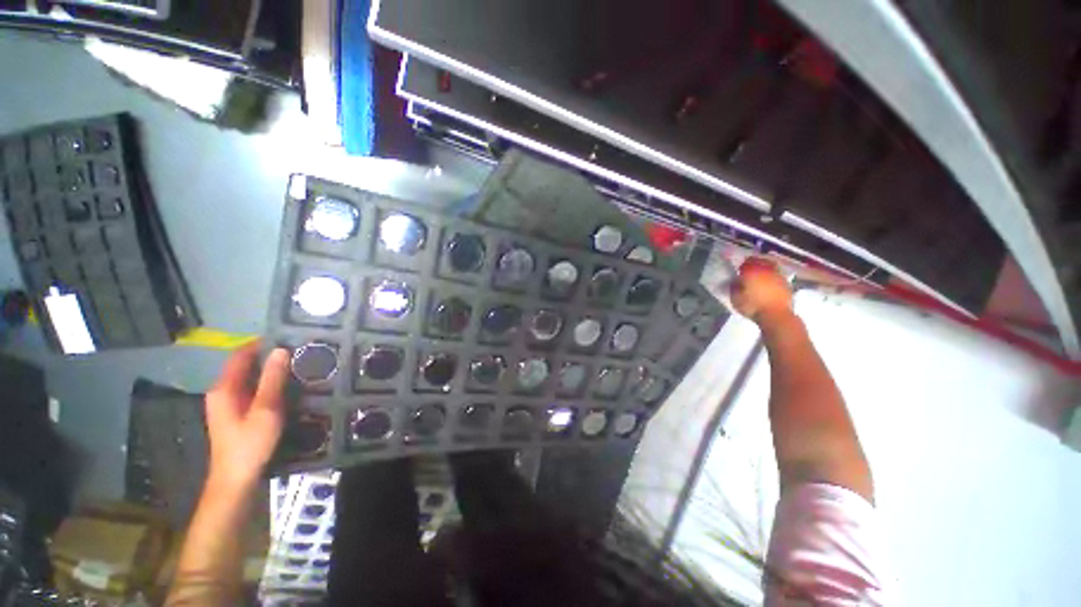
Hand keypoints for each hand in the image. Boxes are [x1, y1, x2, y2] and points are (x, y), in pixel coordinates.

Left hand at [204, 342, 289, 494]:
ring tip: (297, 365)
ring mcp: (228, 404)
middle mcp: (222, 392)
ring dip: (270, 371)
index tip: (288, 336)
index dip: (261, 343)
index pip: (240, 355)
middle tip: (298, 351)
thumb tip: (281, 350)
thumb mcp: (265, 409)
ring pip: (250, 379)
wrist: (237, 479)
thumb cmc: (250, 443)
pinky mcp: (237, 414)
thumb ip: (272, 379)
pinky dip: (269, 384)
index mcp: (224, 388)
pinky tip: (288, 387)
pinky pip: (253, 390)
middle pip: (244, 366)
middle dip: (269, 356)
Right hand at [730, 257, 793, 323]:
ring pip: (771, 268)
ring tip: (759, 278)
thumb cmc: (753, 306)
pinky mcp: (787, 285)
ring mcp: (779, 276)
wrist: (776, 316)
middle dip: (755, 264)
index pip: (746, 261)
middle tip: (749, 271)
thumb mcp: (735, 298)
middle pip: (761, 261)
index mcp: (752, 270)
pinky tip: (769, 286)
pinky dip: (773, 279)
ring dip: (765, 270)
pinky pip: (778, 277)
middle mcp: (767, 269)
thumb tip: (735, 281)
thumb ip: (734, 287)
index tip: (738, 269)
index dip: (742, 264)